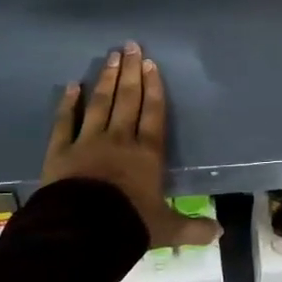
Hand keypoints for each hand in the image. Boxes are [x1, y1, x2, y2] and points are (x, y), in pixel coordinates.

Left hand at [41, 42, 220, 250]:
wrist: (82, 231)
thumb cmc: (129, 225)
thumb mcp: (166, 230)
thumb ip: (192, 229)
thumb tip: (221, 234)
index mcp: (147, 154)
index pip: (153, 114)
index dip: (154, 88)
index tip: (151, 64)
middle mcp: (120, 140)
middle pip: (127, 100)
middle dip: (131, 72)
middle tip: (131, 46)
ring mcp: (88, 142)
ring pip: (100, 104)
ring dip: (106, 79)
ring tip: (111, 56)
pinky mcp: (60, 151)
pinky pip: (64, 122)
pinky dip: (68, 103)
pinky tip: (73, 86)